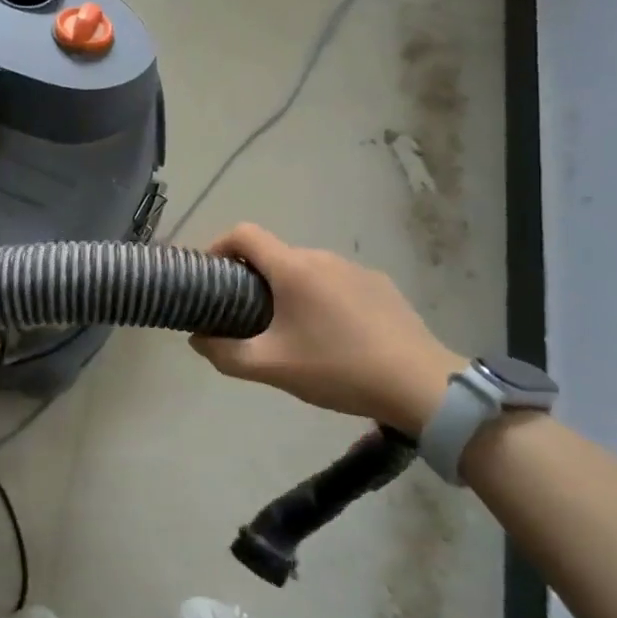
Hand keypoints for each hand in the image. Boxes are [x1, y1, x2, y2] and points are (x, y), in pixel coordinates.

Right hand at [190, 224, 460, 436]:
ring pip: (306, 269)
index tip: (210, 275)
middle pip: (274, 254)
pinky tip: (332, 335)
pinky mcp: (380, 285)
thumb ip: (225, 353)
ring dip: (288, 290)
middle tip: (246, 316)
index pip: (244, 233)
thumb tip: (197, 338)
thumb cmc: (337, 369)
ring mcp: (355, 268)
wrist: (419, 384)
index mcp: (293, 268)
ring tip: (290, 331)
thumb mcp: (271, 368)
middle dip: (253, 278)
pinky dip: (320, 297)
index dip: (218, 246)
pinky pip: (336, 282)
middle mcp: (322, 257)